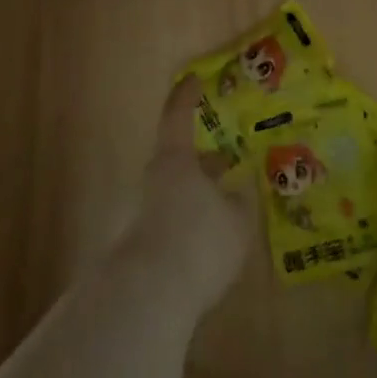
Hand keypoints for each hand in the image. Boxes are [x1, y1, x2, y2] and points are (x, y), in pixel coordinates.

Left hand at [110, 78, 253, 314]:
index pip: (178, 116)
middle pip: (179, 160)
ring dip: (197, 196)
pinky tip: (207, 246)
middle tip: (226, 162)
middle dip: (203, 162)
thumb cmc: (198, 242)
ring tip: (225, 209)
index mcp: (176, 160)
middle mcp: (154, 180)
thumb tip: (236, 193)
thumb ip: (238, 203)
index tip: (193, 79)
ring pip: (176, 193)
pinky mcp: (137, 246)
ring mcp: (141, 213)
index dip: (187, 96)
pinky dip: (188, 225)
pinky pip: (169, 224)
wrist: (146, 299)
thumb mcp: (237, 222)